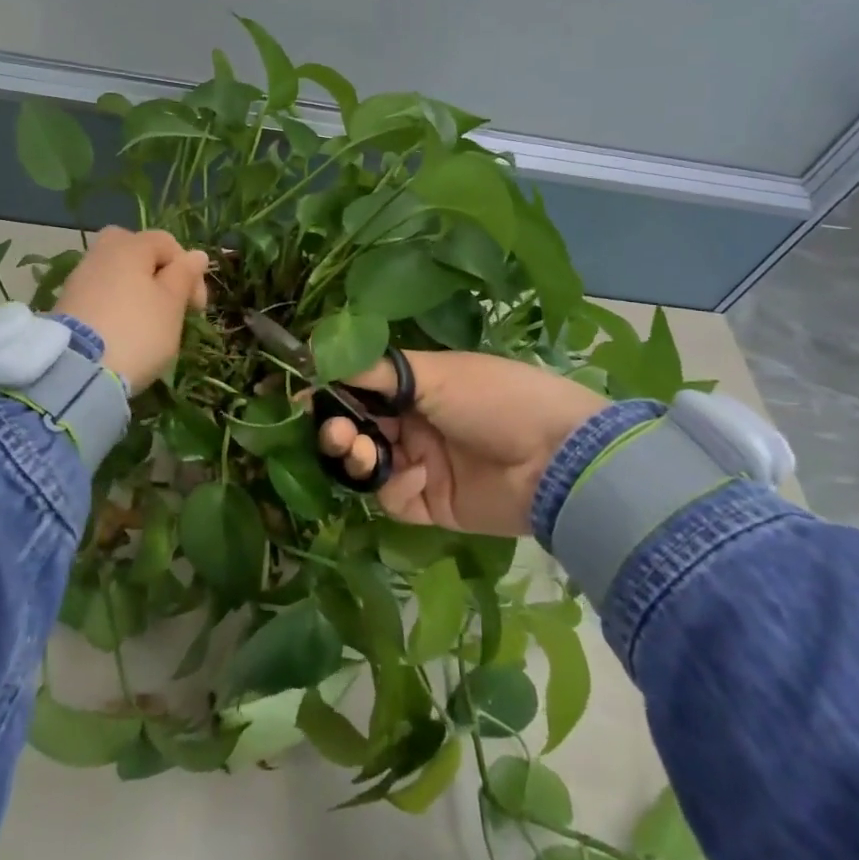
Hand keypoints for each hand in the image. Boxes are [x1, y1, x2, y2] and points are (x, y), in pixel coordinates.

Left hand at [52, 227, 208, 390]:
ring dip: (134, 291)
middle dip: (155, 272)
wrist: (77, 371)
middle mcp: (101, 253)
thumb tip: (196, 254)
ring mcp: (79, 279)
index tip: (196, 306)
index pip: (168, 243)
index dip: (189, 271)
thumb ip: (184, 275)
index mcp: (129, 246)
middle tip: (167, 301)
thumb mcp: (171, 304)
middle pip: (134, 250)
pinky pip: (99, 294)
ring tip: (146, 323)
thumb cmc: (137, 332)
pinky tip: (121, 331)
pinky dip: (114, 306)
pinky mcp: (65, 305)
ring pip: (115, 273)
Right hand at [318, 352, 607, 536]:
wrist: (555, 458)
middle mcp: (415, 425)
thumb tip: (317, 353)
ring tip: (362, 450)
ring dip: (358, 457)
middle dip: (339, 429)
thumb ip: (376, 370)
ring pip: (369, 465)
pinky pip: (395, 499)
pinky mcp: (432, 506)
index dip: (332, 393)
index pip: (361, 389)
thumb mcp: (435, 373)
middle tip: (337, 432)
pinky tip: (418, 475)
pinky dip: (398, 487)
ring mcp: (423, 466)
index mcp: (418, 388)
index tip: (303, 396)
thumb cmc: (494, 398)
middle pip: (359, 429)